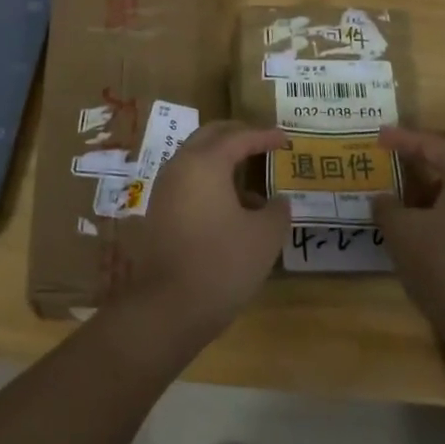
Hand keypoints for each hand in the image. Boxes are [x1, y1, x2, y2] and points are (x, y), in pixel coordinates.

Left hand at [110, 122, 289, 344]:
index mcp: (205, 163)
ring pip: (195, 160)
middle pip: (209, 137)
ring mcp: (164, 190)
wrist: (168, 308)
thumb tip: (278, 201)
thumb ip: (277, 210)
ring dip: (222, 161)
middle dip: (237, 136)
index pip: (239, 137)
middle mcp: (179, 167)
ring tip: (252, 180)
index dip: (265, 136)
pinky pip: (188, 183)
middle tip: (262, 142)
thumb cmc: (222, 263)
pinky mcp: (158, 213)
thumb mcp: (265, 236)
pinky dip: (210, 182)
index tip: (286, 139)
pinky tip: (232, 209)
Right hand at [376, 126, 444, 342]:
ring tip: (406, 195)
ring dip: (437, 182)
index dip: (401, 140)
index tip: (377, 138)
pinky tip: (427, 221)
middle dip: (425, 156)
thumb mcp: (402, 233)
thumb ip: (387, 207)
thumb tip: (383, 199)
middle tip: (397, 159)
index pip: (431, 144)